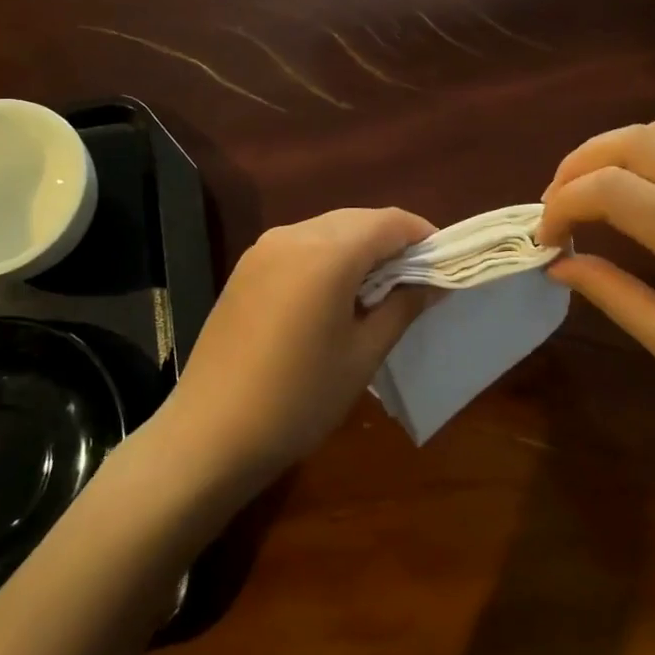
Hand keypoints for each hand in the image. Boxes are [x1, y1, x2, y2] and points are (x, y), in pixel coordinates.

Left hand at [159, 208, 435, 491]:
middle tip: (415, 280)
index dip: (423, 236)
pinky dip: (328, 257)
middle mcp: (293, 235)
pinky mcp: (246, 268)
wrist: (209, 434)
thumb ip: (402, 307)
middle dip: (392, 241)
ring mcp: (264, 249)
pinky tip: (334, 295)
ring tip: (378, 290)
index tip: (444, 264)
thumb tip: (433, 283)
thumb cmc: (299, 398)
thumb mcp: (362, 354)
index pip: (390, 222)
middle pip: (359, 220)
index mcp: (327, 253)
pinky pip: (301, 245)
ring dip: (360, 248)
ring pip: (329, 229)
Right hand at [538, 118, 654, 452]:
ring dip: (612, 149)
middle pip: (637, 142)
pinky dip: (646, 150)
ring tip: (584, 188)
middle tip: (552, 205)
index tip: (544, 240)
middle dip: (579, 164)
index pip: (615, 190)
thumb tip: (556, 262)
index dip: (564, 203)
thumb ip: (608, 291)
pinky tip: (629, 186)